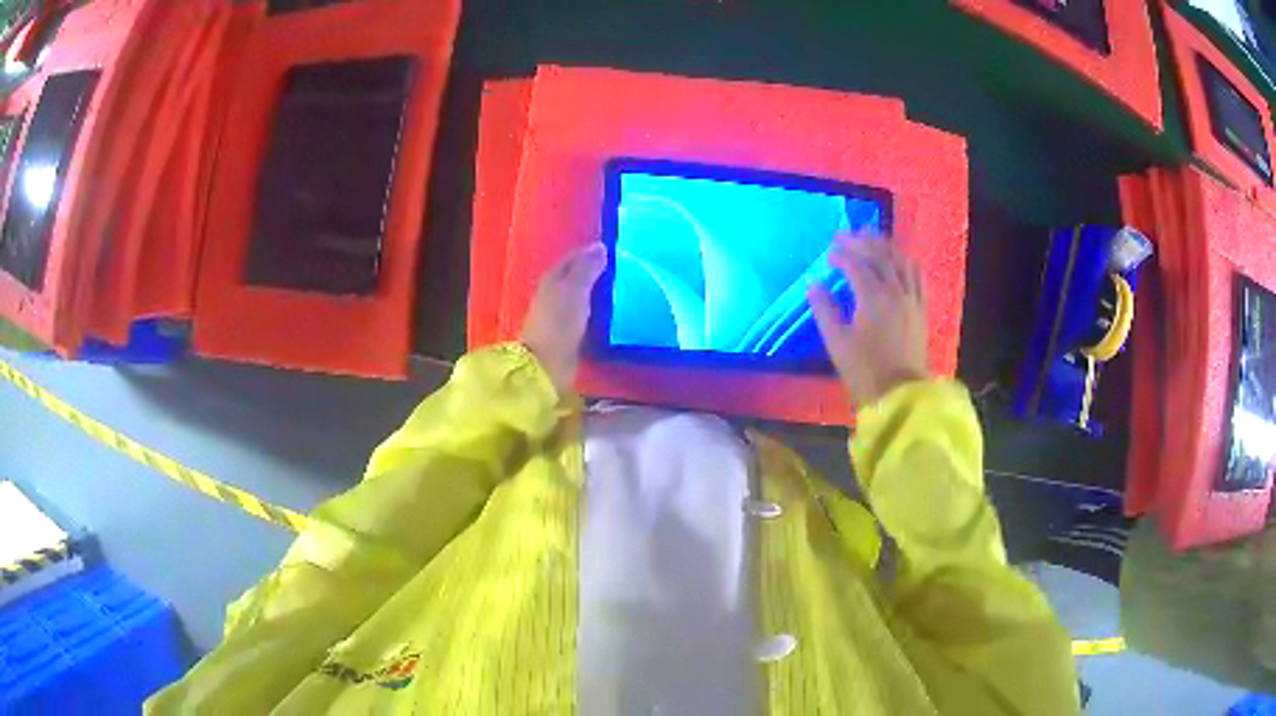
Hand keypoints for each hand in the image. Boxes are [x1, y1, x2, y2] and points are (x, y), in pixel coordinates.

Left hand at [521, 243, 608, 393]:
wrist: (546, 365)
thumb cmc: (559, 323)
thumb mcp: (575, 290)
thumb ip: (587, 269)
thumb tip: (600, 247)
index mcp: (553, 278)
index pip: (573, 258)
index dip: (591, 252)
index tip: (613, 249)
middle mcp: (552, 293)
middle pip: (575, 275)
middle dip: (594, 270)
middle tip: (620, 267)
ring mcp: (557, 314)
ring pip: (580, 294)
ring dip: (595, 290)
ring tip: (619, 288)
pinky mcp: (565, 333)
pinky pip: (583, 313)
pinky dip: (595, 308)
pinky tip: (610, 311)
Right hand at [809, 237, 929, 405]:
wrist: (900, 395)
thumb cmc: (865, 371)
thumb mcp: (837, 343)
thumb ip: (824, 311)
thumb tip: (814, 285)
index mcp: (873, 298)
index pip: (856, 265)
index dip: (842, 255)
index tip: (829, 252)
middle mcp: (896, 292)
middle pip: (880, 256)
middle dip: (862, 242)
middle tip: (847, 235)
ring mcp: (912, 299)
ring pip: (902, 261)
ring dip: (886, 246)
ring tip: (873, 239)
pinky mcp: (922, 309)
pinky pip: (918, 276)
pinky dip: (907, 262)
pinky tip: (900, 260)